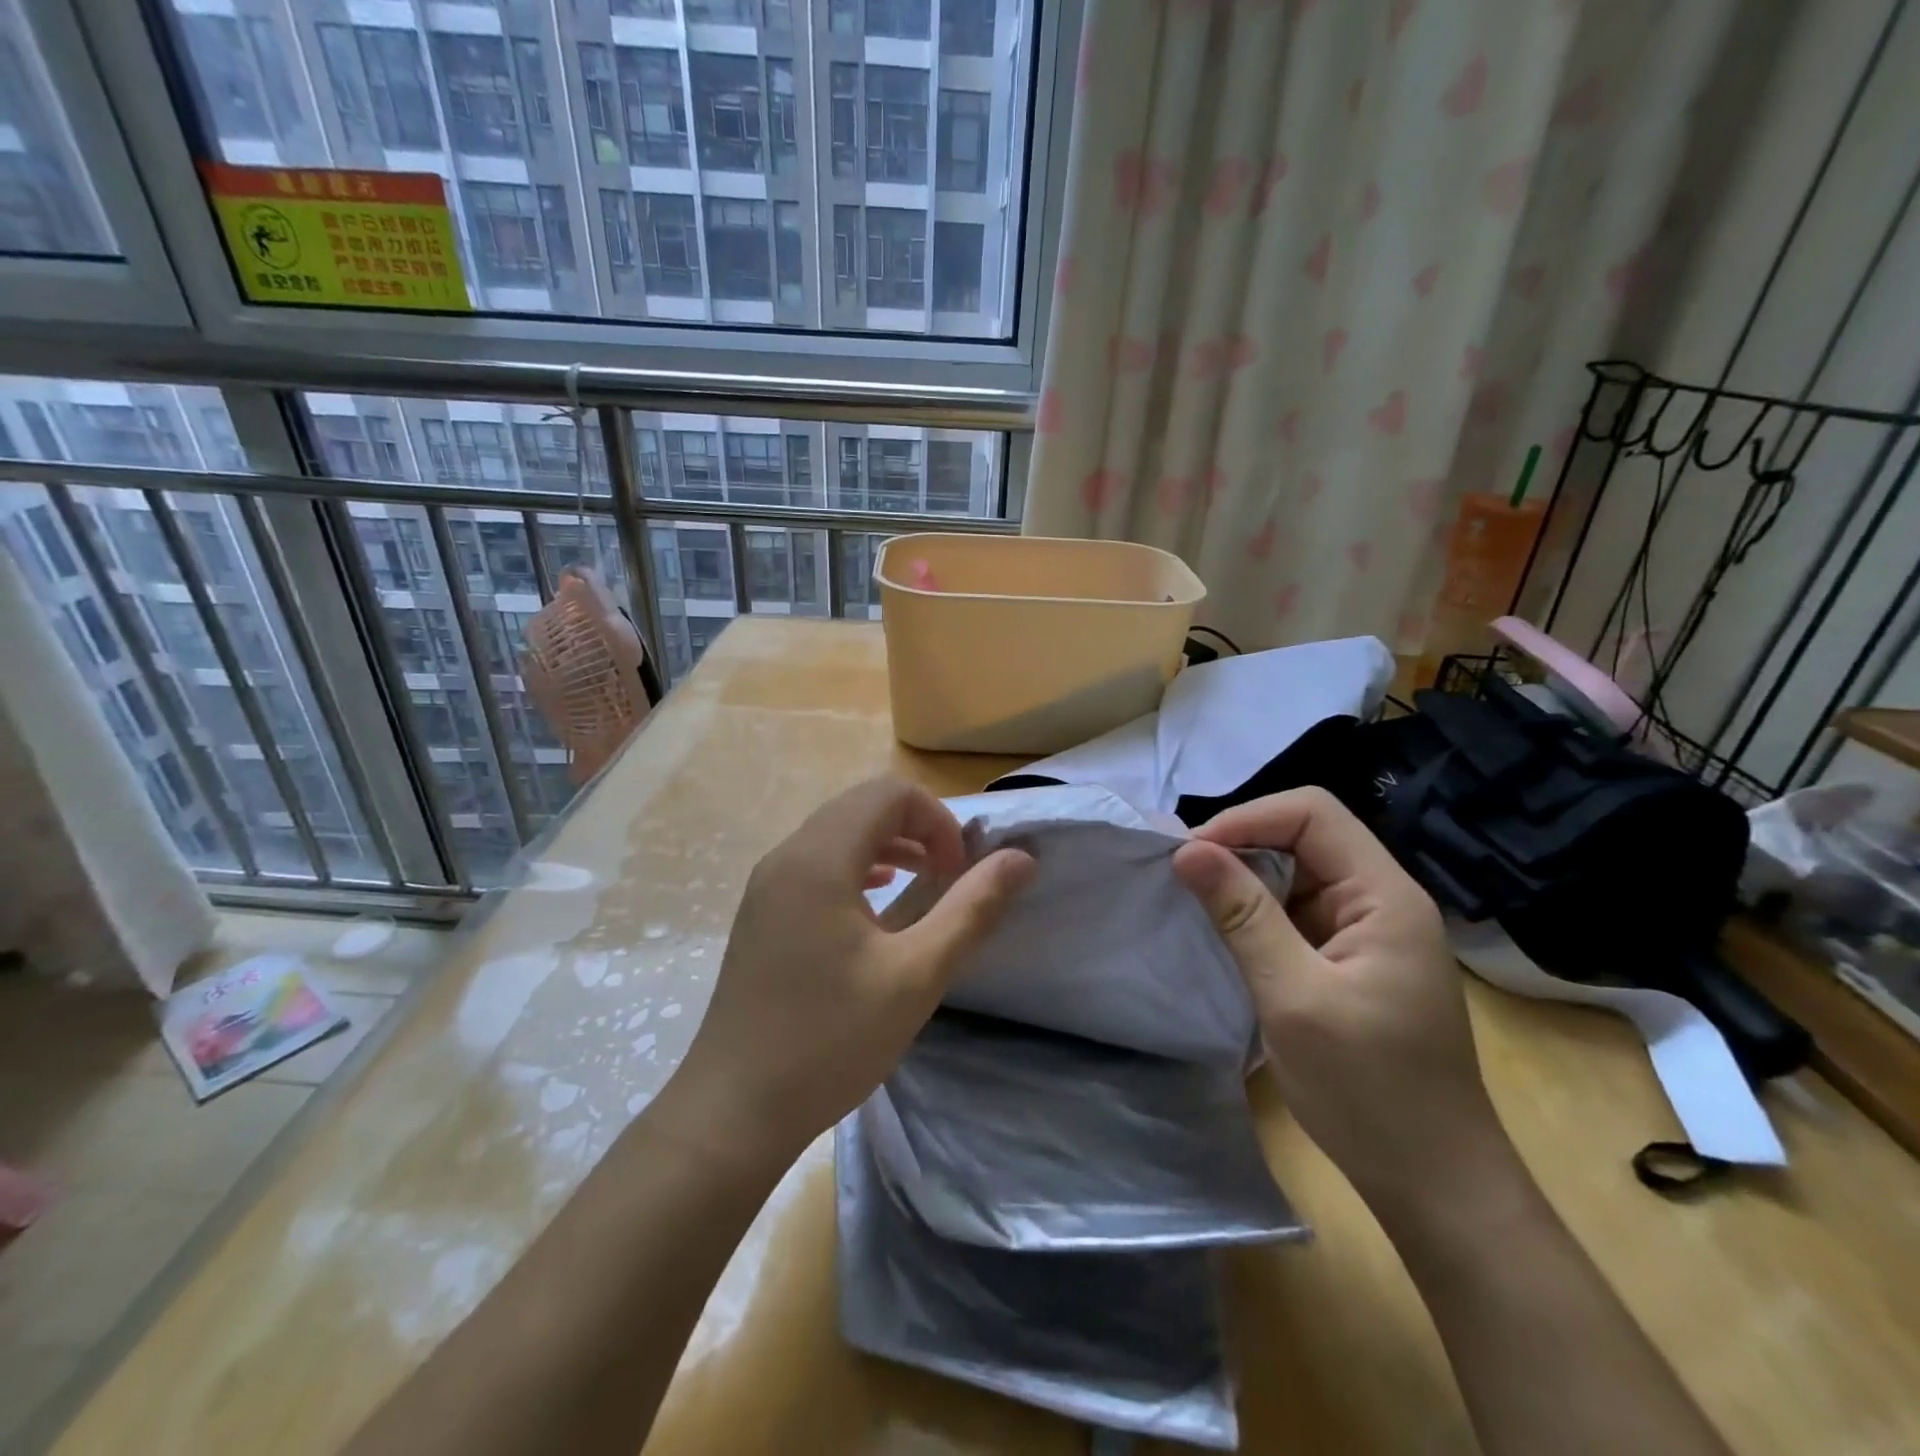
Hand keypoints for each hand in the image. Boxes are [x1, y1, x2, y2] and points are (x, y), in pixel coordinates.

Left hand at [662, 777, 1034, 1169]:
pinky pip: (816, 862)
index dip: (937, 820)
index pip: (889, 793)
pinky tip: (876, 903)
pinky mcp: (761, 912)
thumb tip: (1021, 859)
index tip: (959, 872)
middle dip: (916, 827)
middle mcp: (786, 856)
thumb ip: (972, 909)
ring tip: (922, 883)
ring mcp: (767, 884)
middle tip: (947, 877)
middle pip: (861, 805)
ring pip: (837, 831)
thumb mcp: (916, 976)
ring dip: (888, 844)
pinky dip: (857, 866)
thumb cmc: (829, 1042)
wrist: (733, 1111)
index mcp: (819, 858)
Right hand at [1172, 788, 1508, 1207]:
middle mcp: (1381, 900)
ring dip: (1245, 881)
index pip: (1312, 814)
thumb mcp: (1294, 997)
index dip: (1247, 819)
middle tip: (1183, 877)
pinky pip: (1297, 913)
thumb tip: (1187, 850)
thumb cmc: (1369, 1091)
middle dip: (1240, 846)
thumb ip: (1242, 916)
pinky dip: (1257, 914)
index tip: (1192, 856)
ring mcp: (1368, 932)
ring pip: (1297, 874)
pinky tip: (1225, 934)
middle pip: (1305, 836)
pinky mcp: (1352, 961)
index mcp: (1384, 896)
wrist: (1434, 1184)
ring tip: (1194, 901)